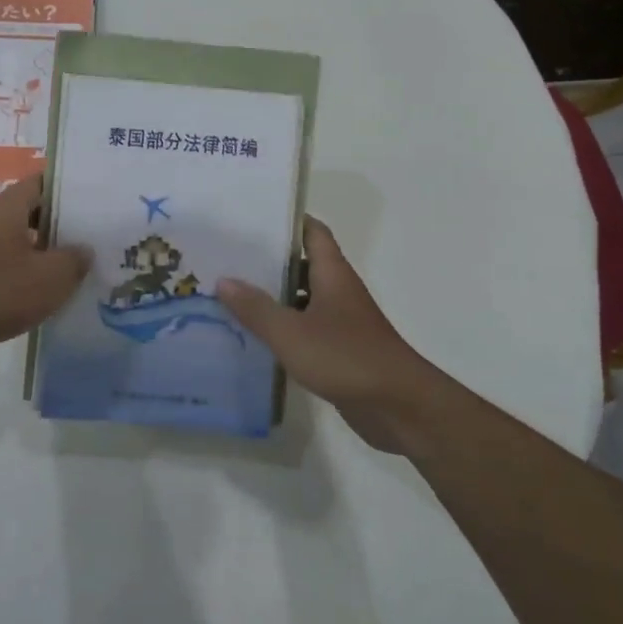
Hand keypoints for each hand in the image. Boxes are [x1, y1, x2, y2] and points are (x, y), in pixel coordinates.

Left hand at [0, 175, 88, 367]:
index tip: (98, 199)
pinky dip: (28, 277)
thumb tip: (84, 250)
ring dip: (47, 254)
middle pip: (34, 213)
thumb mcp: (51, 276)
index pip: (43, 182)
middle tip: (98, 236)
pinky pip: (8, 269)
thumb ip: (75, 259)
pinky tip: (50, 295)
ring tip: (82, 268)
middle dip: (64, 224)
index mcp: (7, 206)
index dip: (70, 188)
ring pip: (21, 243)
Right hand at [218, 219, 444, 451]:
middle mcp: (338, 290)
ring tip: (232, 293)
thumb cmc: (346, 357)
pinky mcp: (340, 350)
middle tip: (228, 257)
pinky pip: (306, 328)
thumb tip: (223, 280)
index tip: (252, 216)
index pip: (312, 232)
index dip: (286, 220)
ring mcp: (341, 321)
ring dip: (274, 295)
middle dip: (269, 259)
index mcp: (332, 274)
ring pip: (302, 297)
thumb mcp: (291, 332)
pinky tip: (255, 335)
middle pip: (303, 263)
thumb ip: (256, 308)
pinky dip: (284, 327)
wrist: (399, 406)